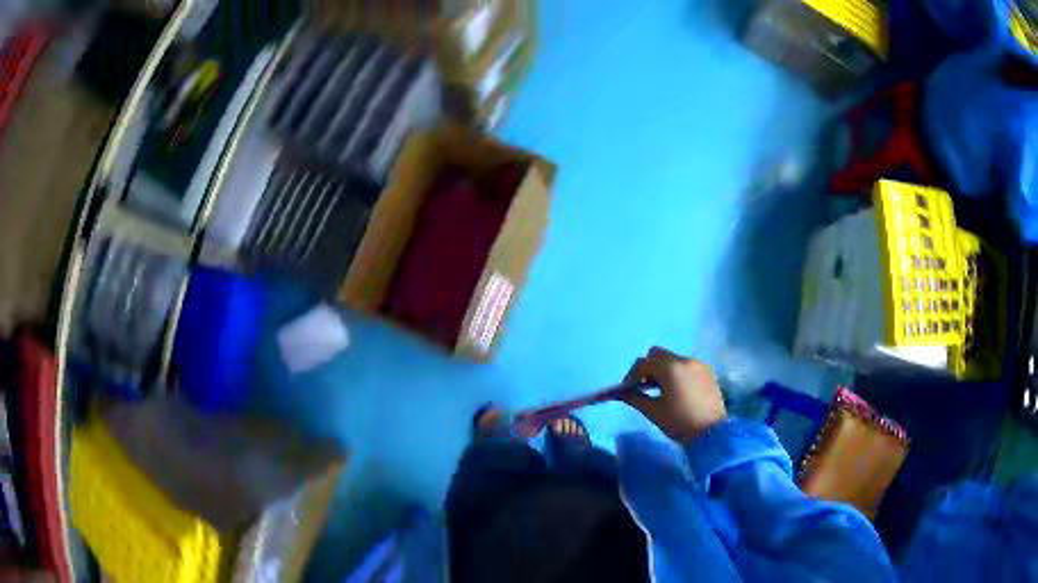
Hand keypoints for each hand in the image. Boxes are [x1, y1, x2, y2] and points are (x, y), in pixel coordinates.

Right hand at [621, 347, 726, 443]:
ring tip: (659, 390)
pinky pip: (685, 364)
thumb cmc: (679, 423)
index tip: (627, 390)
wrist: (711, 433)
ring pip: (672, 358)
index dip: (631, 376)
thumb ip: (634, 398)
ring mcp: (697, 363)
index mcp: (669, 368)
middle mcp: (683, 360)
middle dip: (646, 368)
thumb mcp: (653, 411)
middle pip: (657, 354)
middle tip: (642, 387)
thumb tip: (619, 392)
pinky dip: (676, 372)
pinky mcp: (706, 370)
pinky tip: (676, 390)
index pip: (642, 364)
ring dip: (661, 369)